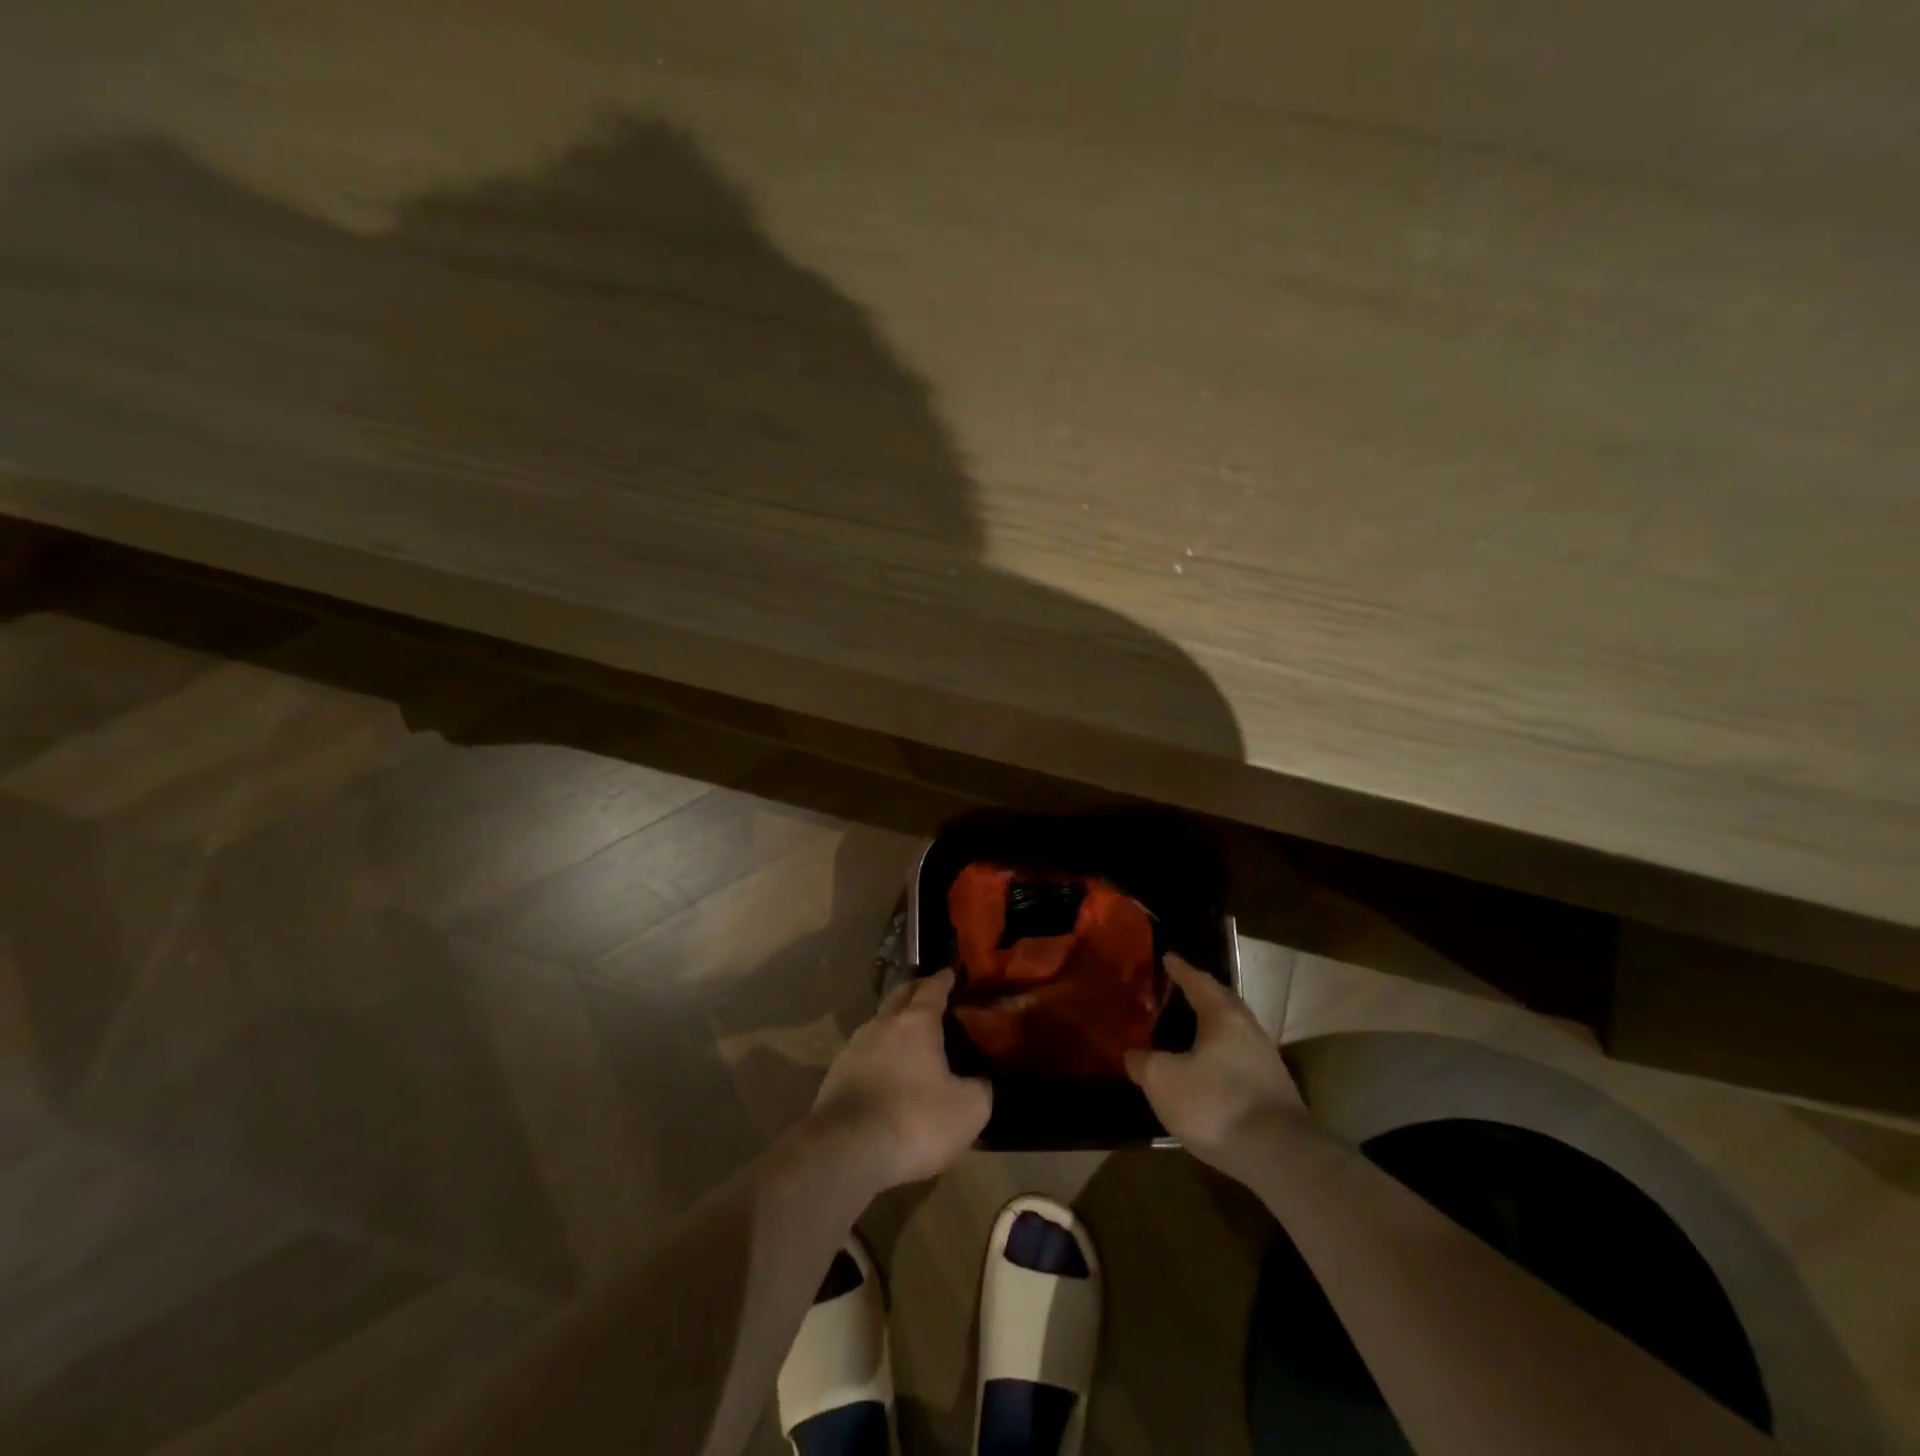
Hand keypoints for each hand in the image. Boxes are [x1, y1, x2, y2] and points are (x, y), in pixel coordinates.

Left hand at [810, 969, 991, 1189]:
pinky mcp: (835, 1075)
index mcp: (916, 1022)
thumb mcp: (968, 1110)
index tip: (951, 972)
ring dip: (894, 1023)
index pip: (932, 988)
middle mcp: (882, 1024)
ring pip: (879, 1023)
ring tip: (909, 1035)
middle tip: (931, 993)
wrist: (846, 1150)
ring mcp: (854, 1048)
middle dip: (916, 991)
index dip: (944, 979)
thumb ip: (981, 1088)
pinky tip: (886, 1071)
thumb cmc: (915, 1120)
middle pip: (900, 996)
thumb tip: (981, 1081)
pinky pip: (864, 1052)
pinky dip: (879, 1053)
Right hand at [1125, 954, 1309, 1174]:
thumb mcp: (1163, 1080)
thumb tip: (1133, 1055)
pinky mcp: (1273, 1092)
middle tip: (1178, 990)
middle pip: (1222, 1003)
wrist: (1280, 1156)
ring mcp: (1266, 1062)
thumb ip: (1143, 1062)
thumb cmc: (1216, 1103)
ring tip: (1188, 1032)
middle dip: (1201, 995)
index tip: (1168, 957)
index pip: (1198, 982)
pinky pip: (1240, 1059)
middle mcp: (1249, 1030)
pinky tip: (1207, 1072)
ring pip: (1233, 1033)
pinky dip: (1220, 1057)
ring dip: (1212, 1028)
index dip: (1180, 970)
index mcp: (1222, 1016)